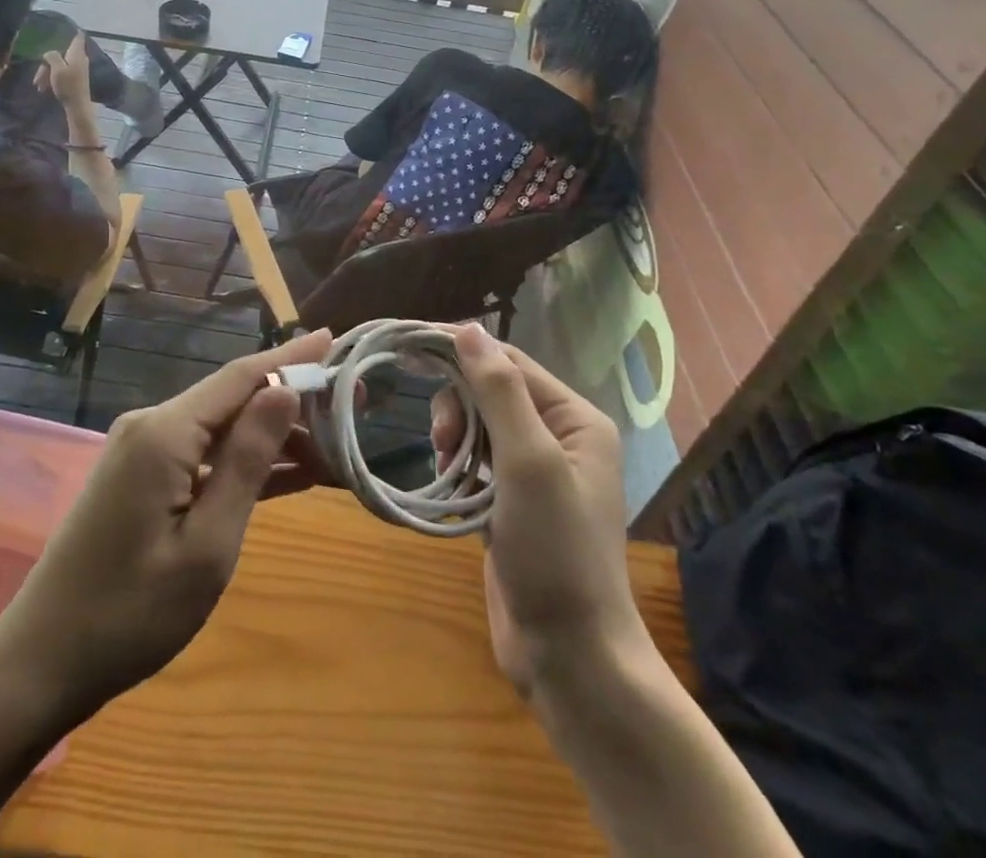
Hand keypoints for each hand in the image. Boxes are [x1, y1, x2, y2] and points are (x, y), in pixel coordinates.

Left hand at [0, 329, 333, 720]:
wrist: (42, 662)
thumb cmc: (132, 612)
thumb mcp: (207, 544)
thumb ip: (247, 461)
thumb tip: (284, 391)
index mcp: (165, 432)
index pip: (241, 376)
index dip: (291, 356)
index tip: (334, 338)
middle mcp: (152, 426)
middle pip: (234, 397)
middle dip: (293, 398)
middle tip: (352, 405)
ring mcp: (144, 452)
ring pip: (223, 428)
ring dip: (274, 436)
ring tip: (333, 444)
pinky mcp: (142, 478)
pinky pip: (204, 456)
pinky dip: (245, 463)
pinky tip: (290, 474)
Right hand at [35, 33, 93, 108]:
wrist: (78, 105)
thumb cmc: (68, 85)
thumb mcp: (57, 68)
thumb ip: (52, 56)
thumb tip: (49, 53)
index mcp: (77, 53)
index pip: (78, 37)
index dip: (73, 31)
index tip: (66, 27)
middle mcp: (79, 59)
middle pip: (60, 53)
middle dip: (47, 63)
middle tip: (37, 77)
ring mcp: (77, 69)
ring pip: (58, 65)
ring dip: (47, 73)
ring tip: (39, 86)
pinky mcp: (74, 78)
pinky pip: (60, 73)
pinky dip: (52, 78)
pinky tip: (44, 88)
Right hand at [432, 325, 642, 700]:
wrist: (570, 656)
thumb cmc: (556, 552)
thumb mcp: (529, 462)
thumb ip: (499, 392)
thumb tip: (468, 328)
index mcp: (575, 419)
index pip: (509, 362)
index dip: (462, 350)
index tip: (410, 347)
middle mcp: (560, 437)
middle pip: (492, 390)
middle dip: (458, 404)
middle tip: (441, 442)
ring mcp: (536, 472)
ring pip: (480, 424)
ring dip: (455, 434)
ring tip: (445, 467)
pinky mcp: (512, 502)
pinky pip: (476, 460)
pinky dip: (457, 464)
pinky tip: (448, 484)